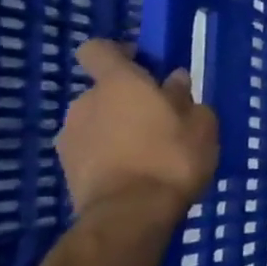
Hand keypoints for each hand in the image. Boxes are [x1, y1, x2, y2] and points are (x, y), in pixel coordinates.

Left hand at [56, 40, 218, 218]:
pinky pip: (91, 149)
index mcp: (118, 83)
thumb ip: (185, 97)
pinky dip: (109, 155)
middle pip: (104, 90)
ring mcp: (70, 137)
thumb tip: (173, 82)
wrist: (130, 216)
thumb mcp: (200, 122)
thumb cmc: (172, 156)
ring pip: (97, 121)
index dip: (117, 52)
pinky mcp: (66, 169)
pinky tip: (135, 172)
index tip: (143, 65)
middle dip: (127, 100)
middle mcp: (85, 102)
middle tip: (159, 118)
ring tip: (148, 151)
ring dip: (117, 129)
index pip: (98, 49)